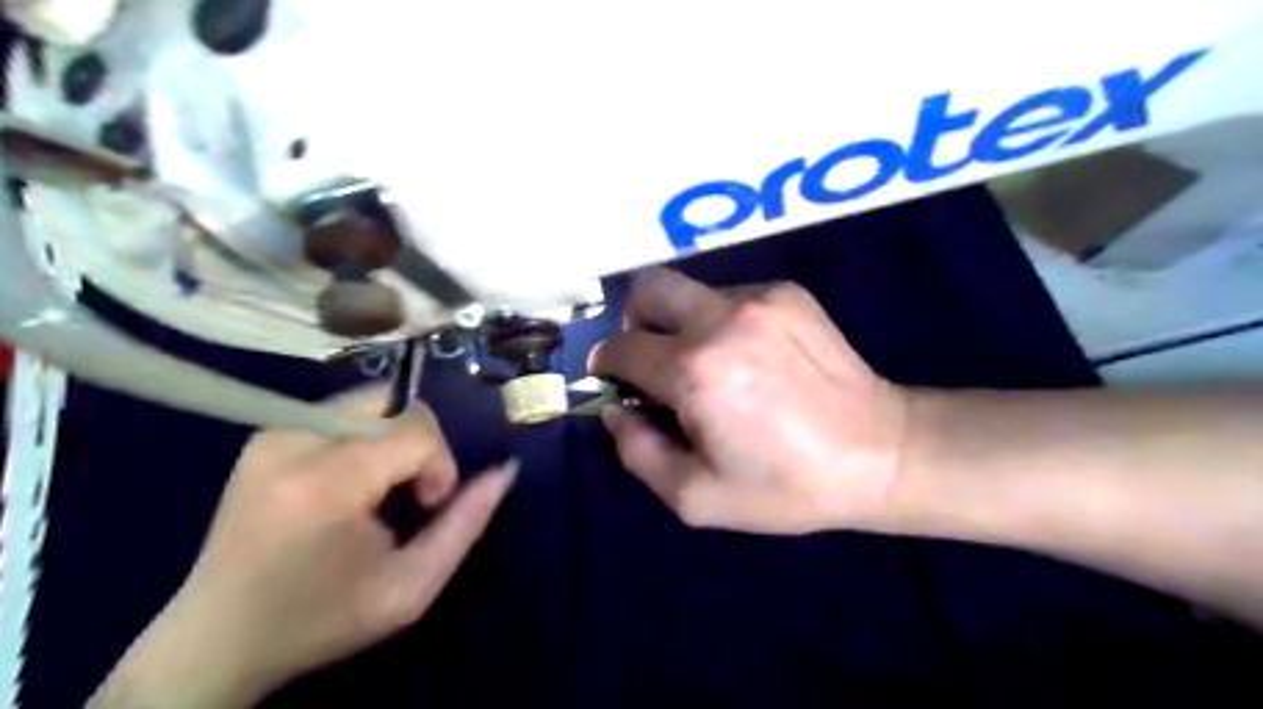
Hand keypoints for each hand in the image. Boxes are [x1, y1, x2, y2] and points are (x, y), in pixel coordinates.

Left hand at [91, 391, 518, 706]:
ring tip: (381, 489)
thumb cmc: (321, 619)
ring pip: (372, 402)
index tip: (428, 506)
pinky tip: (354, 482)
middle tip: (409, 492)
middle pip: (395, 403)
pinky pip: (343, 412)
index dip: (441, 463)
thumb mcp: (411, 587)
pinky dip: (368, 438)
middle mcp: (292, 441)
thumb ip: (467, 523)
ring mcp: (273, 433)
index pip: (416, 430)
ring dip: (396, 439)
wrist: (216, 641)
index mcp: (324, 482)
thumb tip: (506, 470)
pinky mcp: (265, 435)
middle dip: (421, 442)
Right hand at [593, 268, 906, 534]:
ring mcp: (759, 298)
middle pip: (647, 287)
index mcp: (694, 371)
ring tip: (713, 366)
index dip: (607, 367)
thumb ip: (637, 452)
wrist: (880, 453)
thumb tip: (616, 410)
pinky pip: (729, 296)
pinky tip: (752, 358)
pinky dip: (721, 322)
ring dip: (682, 324)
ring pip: (689, 291)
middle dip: (635, 321)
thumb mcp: (696, 497)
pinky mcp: (788, 293)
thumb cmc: (785, 485)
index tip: (618, 385)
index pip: (620, 347)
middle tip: (653, 359)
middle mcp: (720, 319)